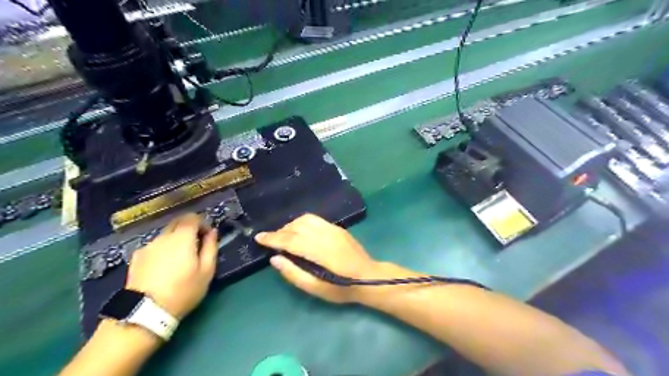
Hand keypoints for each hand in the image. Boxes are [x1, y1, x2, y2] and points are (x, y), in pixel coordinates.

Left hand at [124, 213, 216, 318]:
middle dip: (189, 229)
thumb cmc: (183, 290)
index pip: (192, 217)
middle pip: (177, 222)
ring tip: (179, 260)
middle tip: (195, 246)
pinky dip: (162, 250)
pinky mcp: (136, 257)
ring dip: (175, 240)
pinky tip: (163, 268)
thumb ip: (211, 247)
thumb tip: (212, 232)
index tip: (207, 236)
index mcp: (182, 237)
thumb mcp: (207, 271)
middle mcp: (163, 237)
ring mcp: (147, 246)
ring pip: (165, 235)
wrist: (145, 312)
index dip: (202, 223)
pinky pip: (154, 246)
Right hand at [254, 213, 384, 304]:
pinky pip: (315, 219)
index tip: (258, 238)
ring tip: (283, 236)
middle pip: (297, 226)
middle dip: (280, 231)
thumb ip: (294, 274)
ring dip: (291, 225)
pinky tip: (299, 232)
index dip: (273, 238)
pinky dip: (302, 223)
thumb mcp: (317, 289)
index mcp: (320, 251)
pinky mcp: (337, 228)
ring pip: (305, 219)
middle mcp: (326, 235)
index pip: (291, 240)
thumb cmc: (342, 289)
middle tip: (270, 241)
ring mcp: (333, 229)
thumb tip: (275, 259)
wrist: (370, 278)